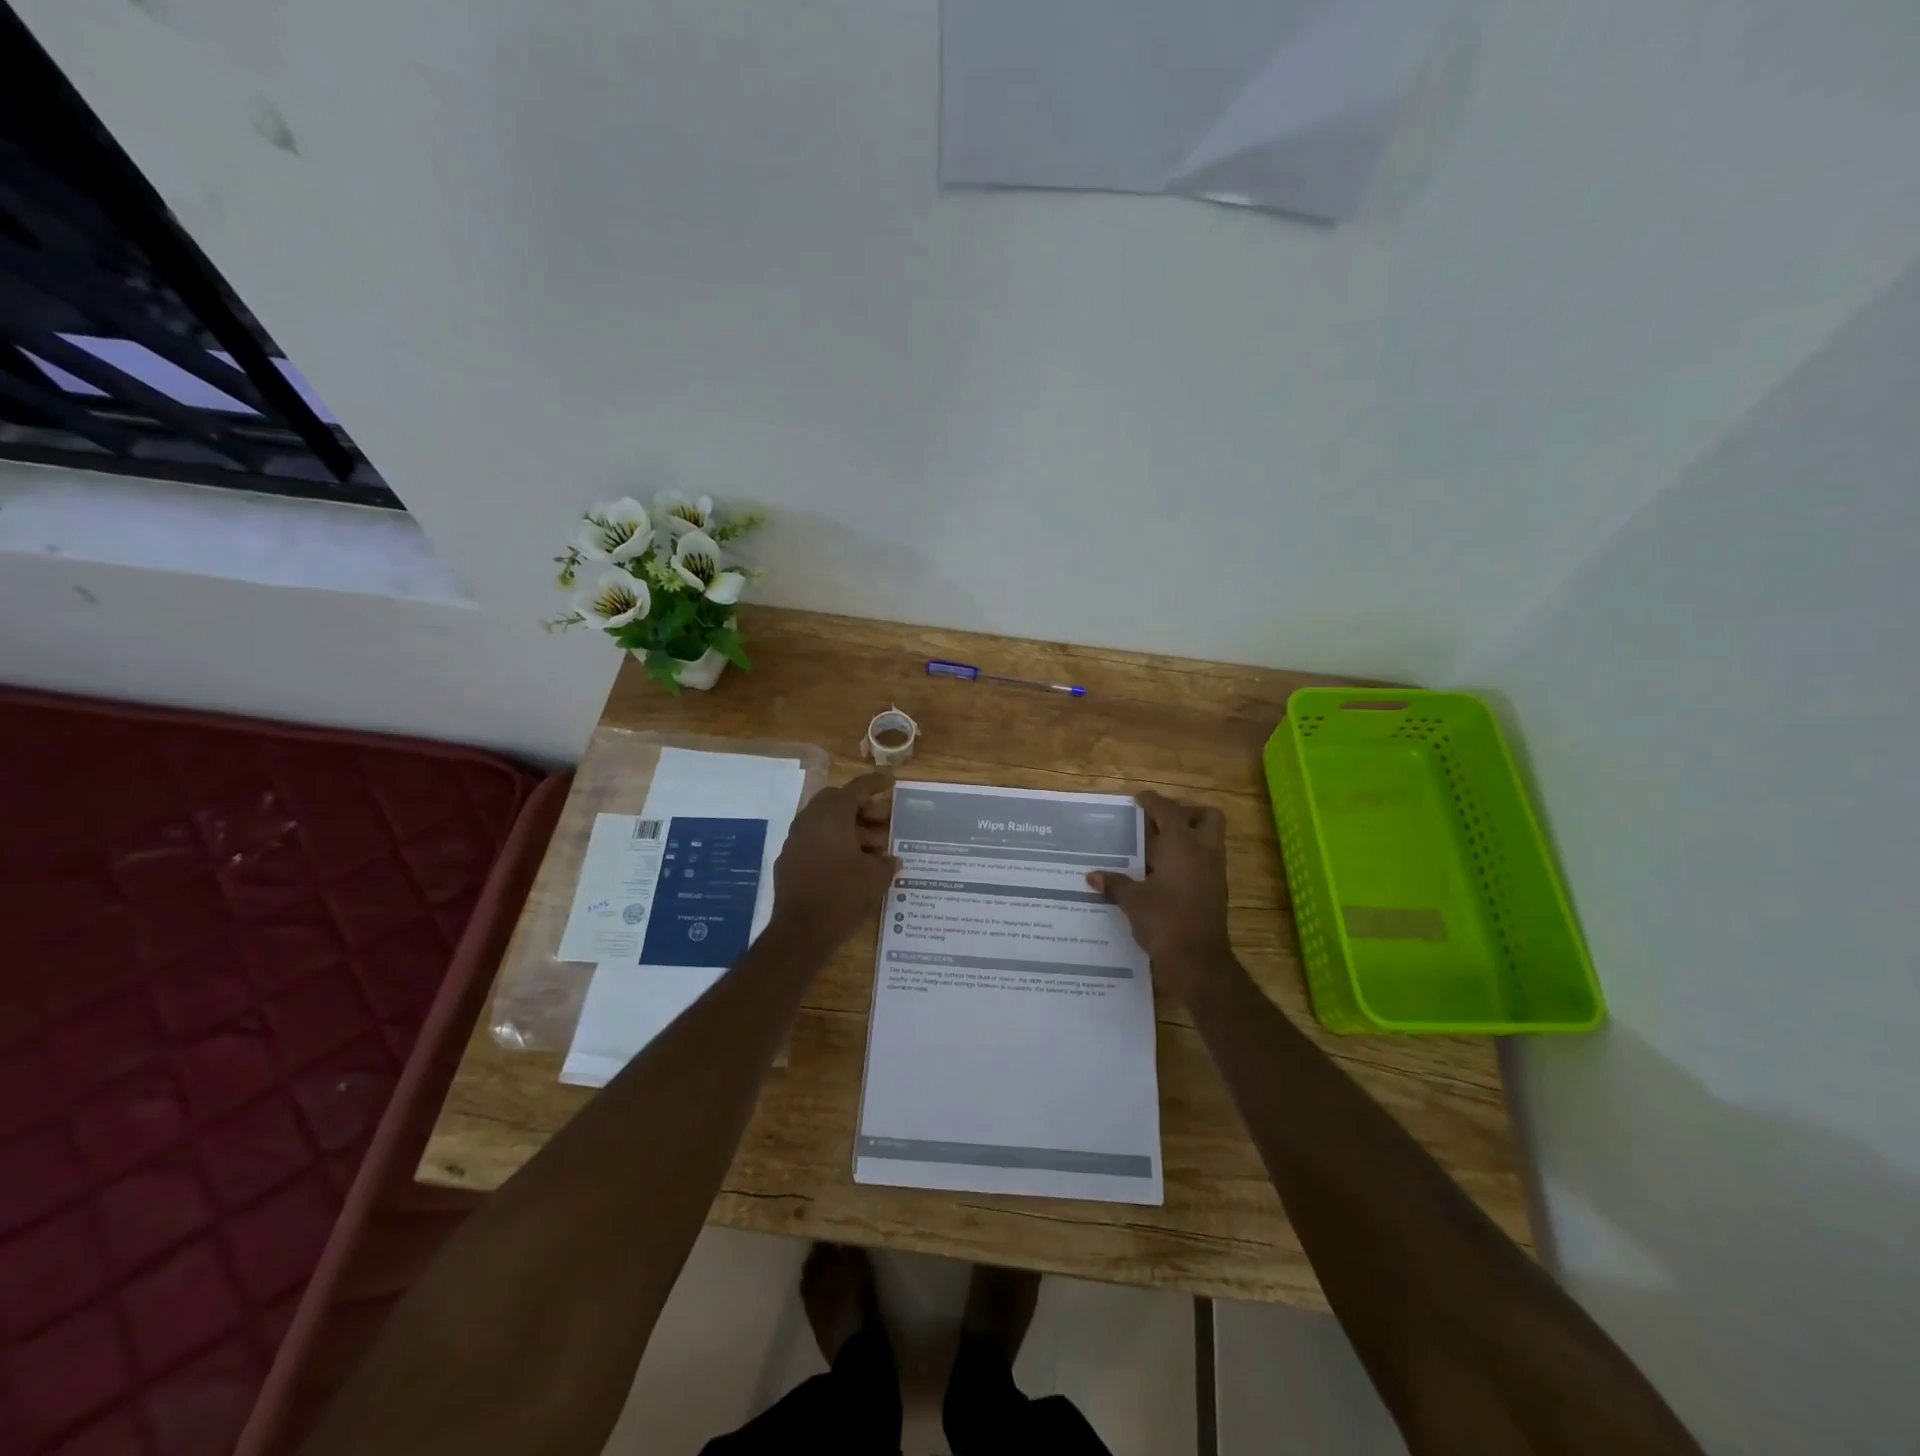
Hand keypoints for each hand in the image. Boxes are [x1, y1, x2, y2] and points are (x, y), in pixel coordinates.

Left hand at [770, 771, 898, 951]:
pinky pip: (812, 838)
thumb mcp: (876, 878)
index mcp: (833, 816)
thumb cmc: (843, 897)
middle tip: (881, 821)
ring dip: (846, 825)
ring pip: (823, 819)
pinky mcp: (788, 859)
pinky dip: (830, 841)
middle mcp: (810, 821)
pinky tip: (846, 862)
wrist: (801, 932)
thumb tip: (892, 860)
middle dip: (860, 806)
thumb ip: (886, 862)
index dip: (876, 782)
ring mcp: (795, 839)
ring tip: (869, 847)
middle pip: (836, 800)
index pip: (856, 788)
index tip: (890, 780)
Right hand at [1089, 790, 1232, 994]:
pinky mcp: (1216, 891)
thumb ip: (1115, 884)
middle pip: (1207, 817)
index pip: (1170, 811)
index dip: (1154, 801)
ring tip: (1159, 846)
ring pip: (1210, 839)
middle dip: (1186, 813)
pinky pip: (1206, 861)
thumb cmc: (1164, 922)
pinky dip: (1189, 858)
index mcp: (1182, 846)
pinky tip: (1165, 872)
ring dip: (1189, 836)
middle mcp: (1203, 853)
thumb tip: (1093, 876)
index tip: (1139, 798)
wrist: (1198, 962)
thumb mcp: (1133, 902)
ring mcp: (1214, 872)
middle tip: (1160, 822)